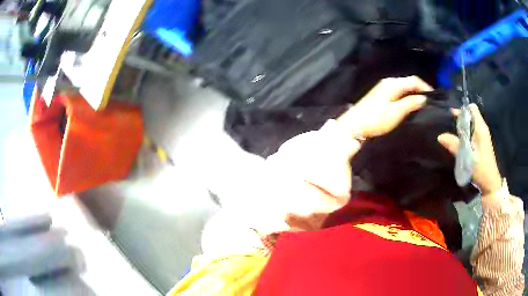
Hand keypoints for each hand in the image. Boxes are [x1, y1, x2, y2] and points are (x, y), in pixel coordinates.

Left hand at [338, 76, 431, 137]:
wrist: (353, 125)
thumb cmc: (376, 119)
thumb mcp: (396, 112)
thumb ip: (410, 103)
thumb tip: (424, 98)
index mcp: (393, 84)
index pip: (414, 80)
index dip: (426, 87)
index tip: (435, 98)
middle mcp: (388, 82)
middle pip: (409, 82)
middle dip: (421, 90)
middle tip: (431, 102)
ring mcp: (383, 87)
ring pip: (404, 87)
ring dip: (414, 93)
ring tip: (424, 103)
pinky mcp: (380, 95)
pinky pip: (398, 92)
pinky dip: (407, 96)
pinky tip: (411, 104)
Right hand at [437, 104, 501, 194]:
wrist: (490, 183)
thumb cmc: (481, 169)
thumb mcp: (466, 158)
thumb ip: (454, 146)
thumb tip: (440, 136)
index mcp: (480, 128)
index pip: (472, 108)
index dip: (462, 109)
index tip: (452, 115)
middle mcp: (482, 128)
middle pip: (471, 114)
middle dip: (460, 117)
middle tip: (449, 124)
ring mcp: (483, 136)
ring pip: (471, 123)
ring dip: (463, 126)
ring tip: (452, 132)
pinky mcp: (482, 142)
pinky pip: (473, 131)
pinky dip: (466, 133)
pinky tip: (460, 141)